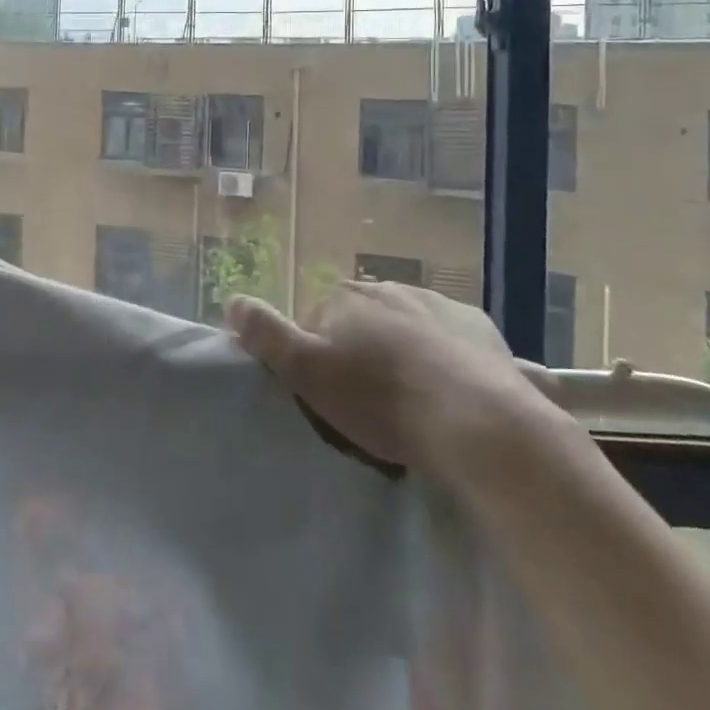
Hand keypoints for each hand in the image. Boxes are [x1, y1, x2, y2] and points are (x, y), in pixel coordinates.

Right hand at [227, 281, 557, 475]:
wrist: (476, 422)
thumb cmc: (381, 400)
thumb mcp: (307, 373)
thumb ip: (265, 334)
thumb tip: (231, 300)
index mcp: (344, 297)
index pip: (315, 321)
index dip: (317, 357)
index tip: (329, 396)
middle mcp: (387, 288)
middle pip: (361, 320)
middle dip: (361, 350)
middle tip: (370, 402)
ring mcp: (437, 304)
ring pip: (405, 326)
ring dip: (401, 350)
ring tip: (412, 401)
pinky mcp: (478, 327)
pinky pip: (448, 338)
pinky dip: (443, 357)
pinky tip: (449, 392)